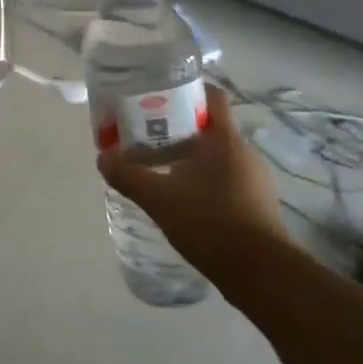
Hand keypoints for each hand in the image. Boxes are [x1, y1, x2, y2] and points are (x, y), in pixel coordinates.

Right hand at [97, 88, 287, 288]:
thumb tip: (102, 158)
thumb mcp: (158, 198)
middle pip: (210, 127)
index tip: (159, 98)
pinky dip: (204, 180)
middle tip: (147, 137)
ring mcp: (255, 179)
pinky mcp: (257, 203)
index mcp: (225, 140)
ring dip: (191, 157)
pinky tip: (184, 199)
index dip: (186, 91)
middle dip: (179, 129)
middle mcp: (244, 152)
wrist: (260, 272)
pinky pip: (226, 179)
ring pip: (218, 155)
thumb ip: (128, 175)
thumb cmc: (209, 223)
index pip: (212, 97)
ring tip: (161, 169)